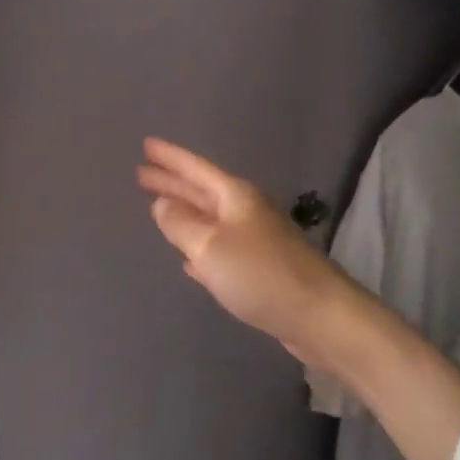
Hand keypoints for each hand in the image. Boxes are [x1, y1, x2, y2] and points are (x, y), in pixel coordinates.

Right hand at [136, 137, 357, 369]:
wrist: (318, 315)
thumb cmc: (260, 274)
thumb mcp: (210, 246)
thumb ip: (181, 224)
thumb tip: (162, 204)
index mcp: (235, 197)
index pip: (195, 168)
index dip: (170, 157)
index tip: (146, 144)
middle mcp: (245, 212)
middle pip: (201, 191)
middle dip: (172, 182)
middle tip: (141, 173)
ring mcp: (253, 241)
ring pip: (209, 221)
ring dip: (184, 214)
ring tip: (158, 208)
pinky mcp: (258, 271)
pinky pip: (219, 251)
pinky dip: (200, 249)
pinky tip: (188, 260)